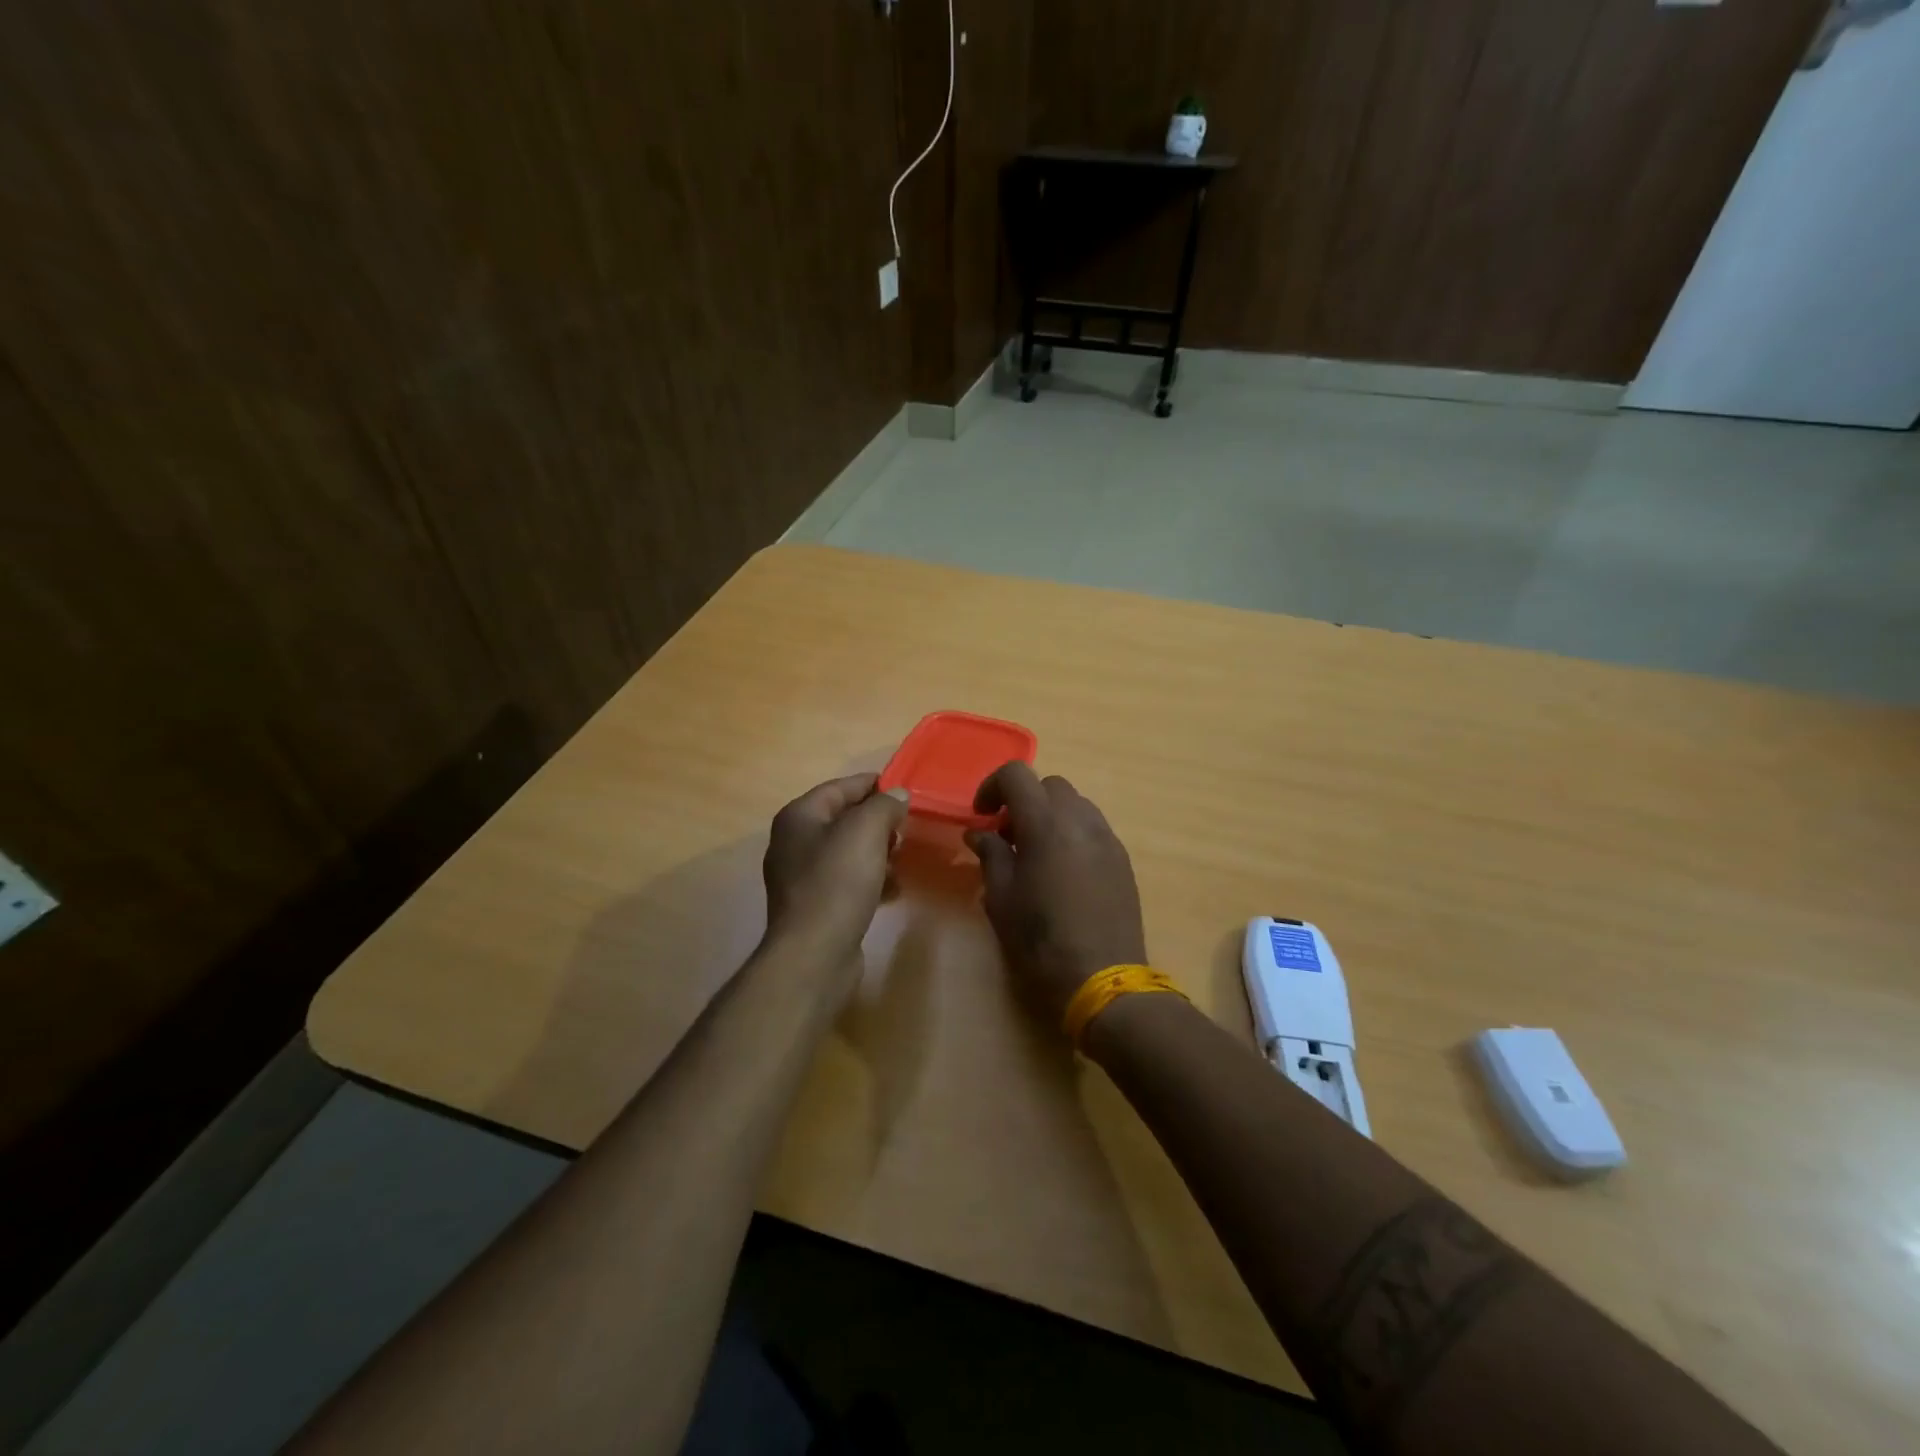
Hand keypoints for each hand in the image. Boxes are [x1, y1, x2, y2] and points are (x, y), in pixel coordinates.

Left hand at [762, 774, 909, 964]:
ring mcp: (802, 877)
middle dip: (877, 821)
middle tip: (907, 826)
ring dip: (877, 851)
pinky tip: (894, 888)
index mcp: (798, 817)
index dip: (872, 784)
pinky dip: (871, 879)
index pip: (839, 787)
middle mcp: (794, 842)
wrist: (815, 952)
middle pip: (843, 819)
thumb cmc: (837, 882)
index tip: (904, 788)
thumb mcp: (866, 831)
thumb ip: (884, 805)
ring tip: (904, 856)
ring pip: (848, 852)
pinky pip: (848, 881)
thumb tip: (898, 795)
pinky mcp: (815, 906)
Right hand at [965, 763, 1147, 1026]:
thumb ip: (990, 856)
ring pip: (1075, 804)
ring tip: (1036, 854)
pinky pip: (1093, 828)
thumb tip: (980, 833)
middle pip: (1049, 786)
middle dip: (1024, 801)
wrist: (1103, 979)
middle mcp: (1080, 820)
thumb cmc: (1041, 941)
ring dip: (1050, 816)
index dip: (992, 786)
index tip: (982, 815)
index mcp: (1045, 824)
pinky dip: (1072, 834)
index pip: (1017, 775)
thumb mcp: (1001, 900)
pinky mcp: (1122, 859)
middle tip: (1007, 837)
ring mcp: (1107, 838)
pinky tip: (1064, 872)